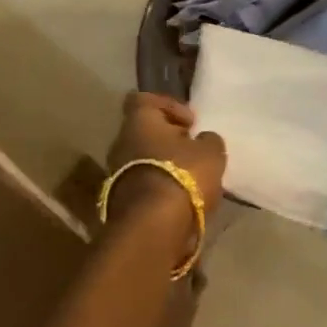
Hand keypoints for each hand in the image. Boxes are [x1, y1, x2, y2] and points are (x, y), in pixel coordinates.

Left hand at [104, 92, 226, 231]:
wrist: (152, 226)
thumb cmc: (182, 175)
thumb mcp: (211, 152)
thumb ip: (209, 140)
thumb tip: (204, 139)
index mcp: (139, 121)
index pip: (144, 99)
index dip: (169, 106)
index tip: (190, 122)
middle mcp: (121, 141)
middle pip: (145, 131)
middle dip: (169, 140)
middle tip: (193, 151)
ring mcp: (116, 172)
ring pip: (143, 159)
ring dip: (165, 165)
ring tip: (192, 179)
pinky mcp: (119, 200)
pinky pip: (144, 184)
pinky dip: (161, 187)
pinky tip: (182, 199)